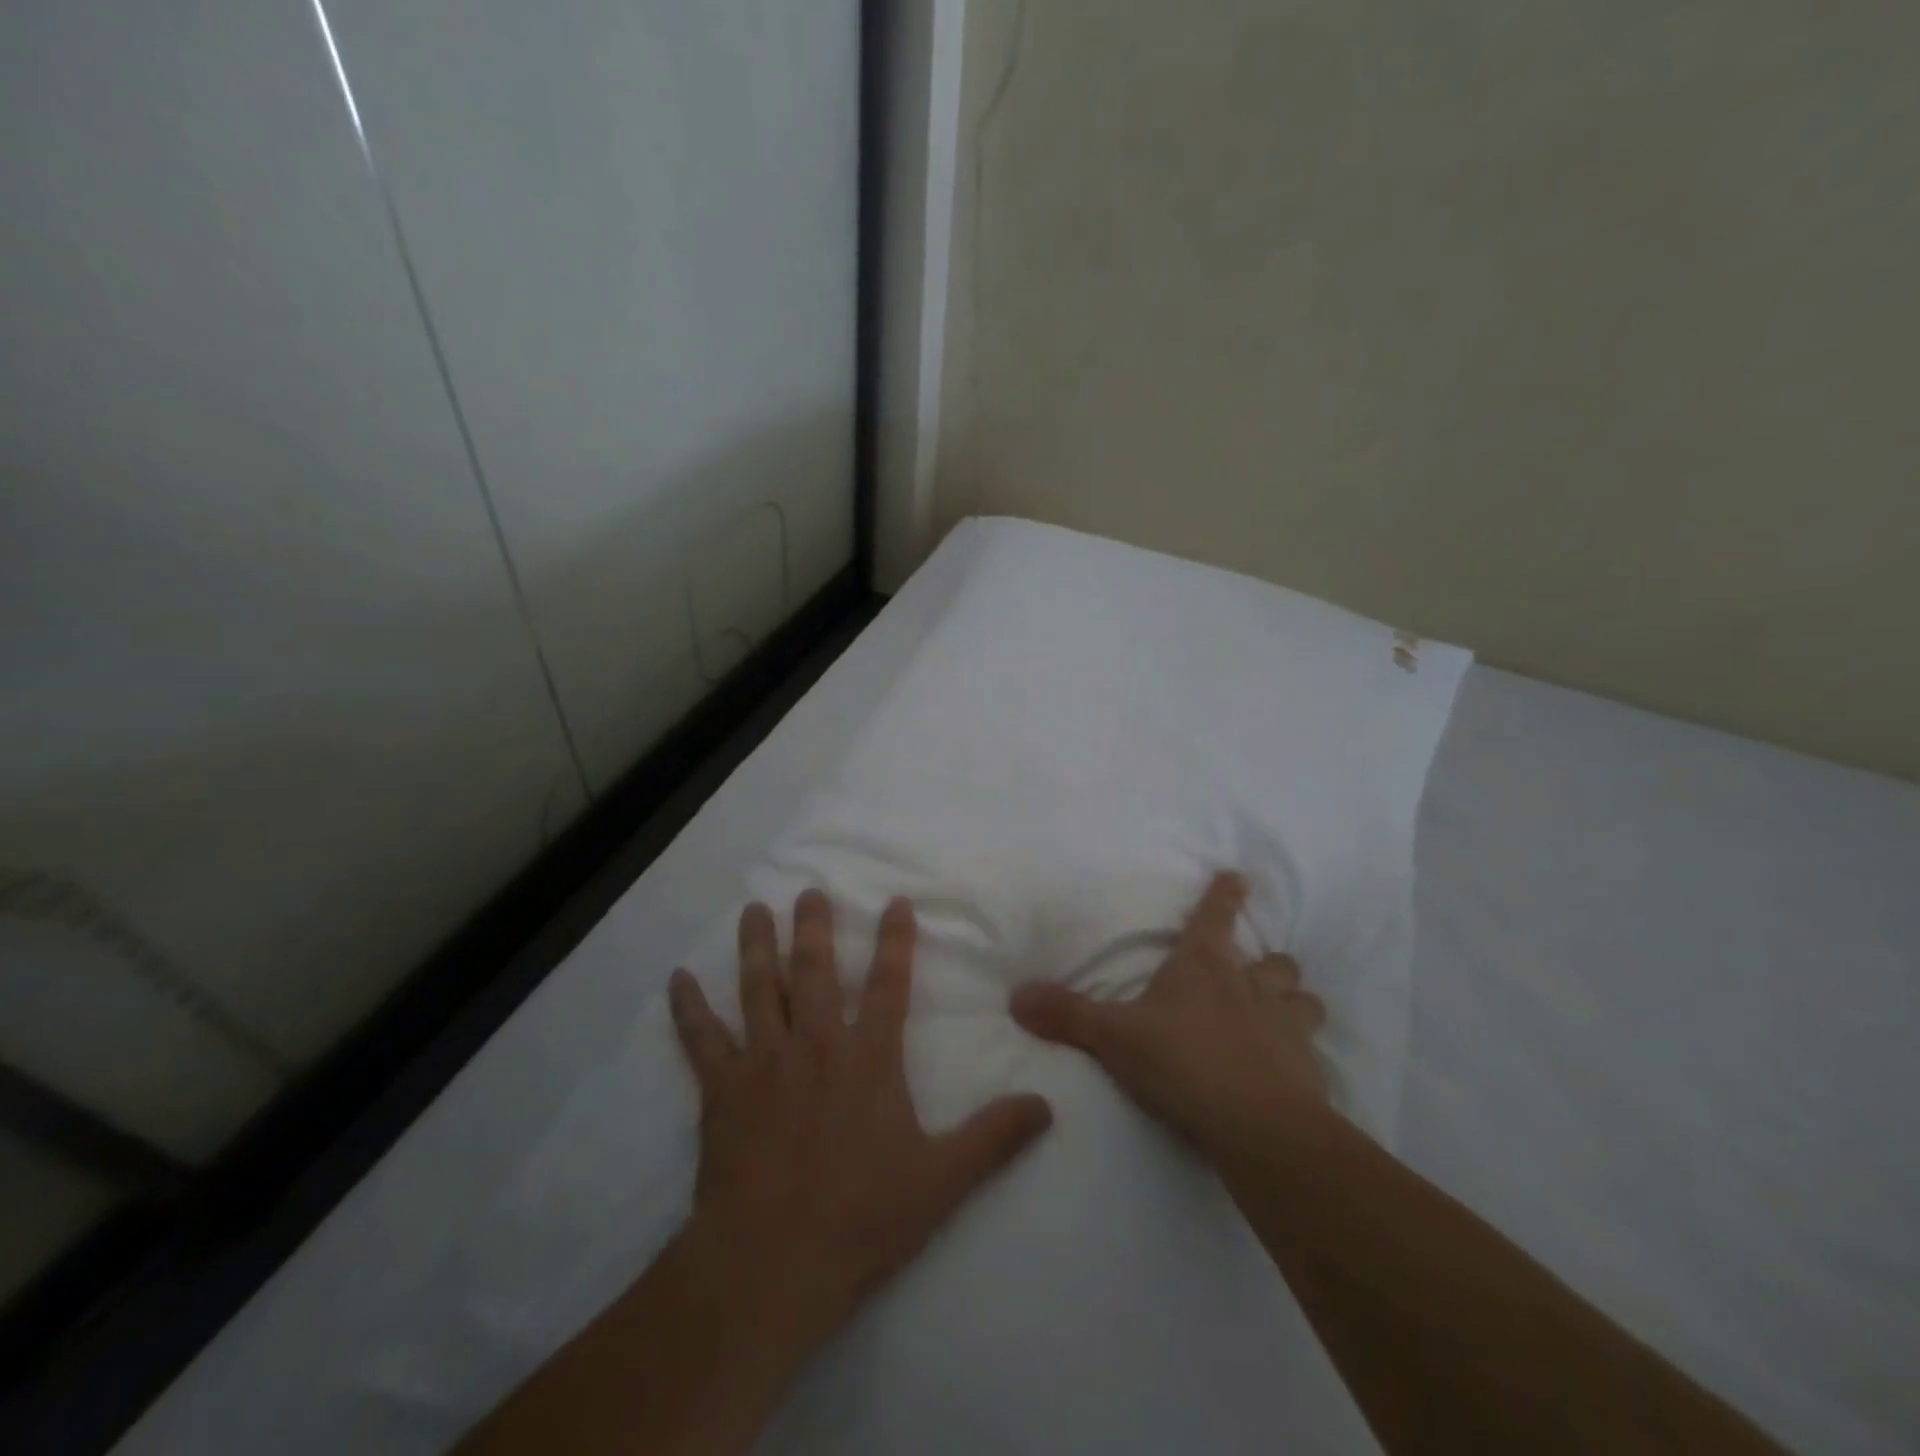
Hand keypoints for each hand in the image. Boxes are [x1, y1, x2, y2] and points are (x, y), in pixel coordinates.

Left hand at [668, 891, 1053, 1350]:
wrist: (771, 1265)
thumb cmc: (860, 1218)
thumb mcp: (942, 1181)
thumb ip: (994, 1137)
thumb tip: (1046, 1104)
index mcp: (867, 1060)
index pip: (888, 986)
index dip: (894, 942)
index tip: (895, 903)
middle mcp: (816, 1046)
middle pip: (814, 973)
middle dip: (814, 928)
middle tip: (809, 891)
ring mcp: (764, 1063)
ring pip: (759, 990)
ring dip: (756, 947)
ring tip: (753, 910)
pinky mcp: (722, 1091)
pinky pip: (701, 1040)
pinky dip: (688, 1009)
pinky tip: (677, 979)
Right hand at [1009, 872, 1329, 1154]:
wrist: (1257, 1128)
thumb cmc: (1183, 1063)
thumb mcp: (1114, 1038)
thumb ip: (1066, 1015)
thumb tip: (1016, 996)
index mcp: (1205, 966)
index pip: (1217, 915)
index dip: (1226, 894)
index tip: (1238, 876)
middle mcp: (1253, 987)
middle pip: (1275, 961)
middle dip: (1268, 962)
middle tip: (1255, 972)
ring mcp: (1287, 1028)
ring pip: (1303, 1000)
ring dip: (1293, 1002)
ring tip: (1280, 1015)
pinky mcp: (1309, 1071)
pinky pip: (1311, 1052)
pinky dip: (1301, 1054)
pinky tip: (1290, 1071)